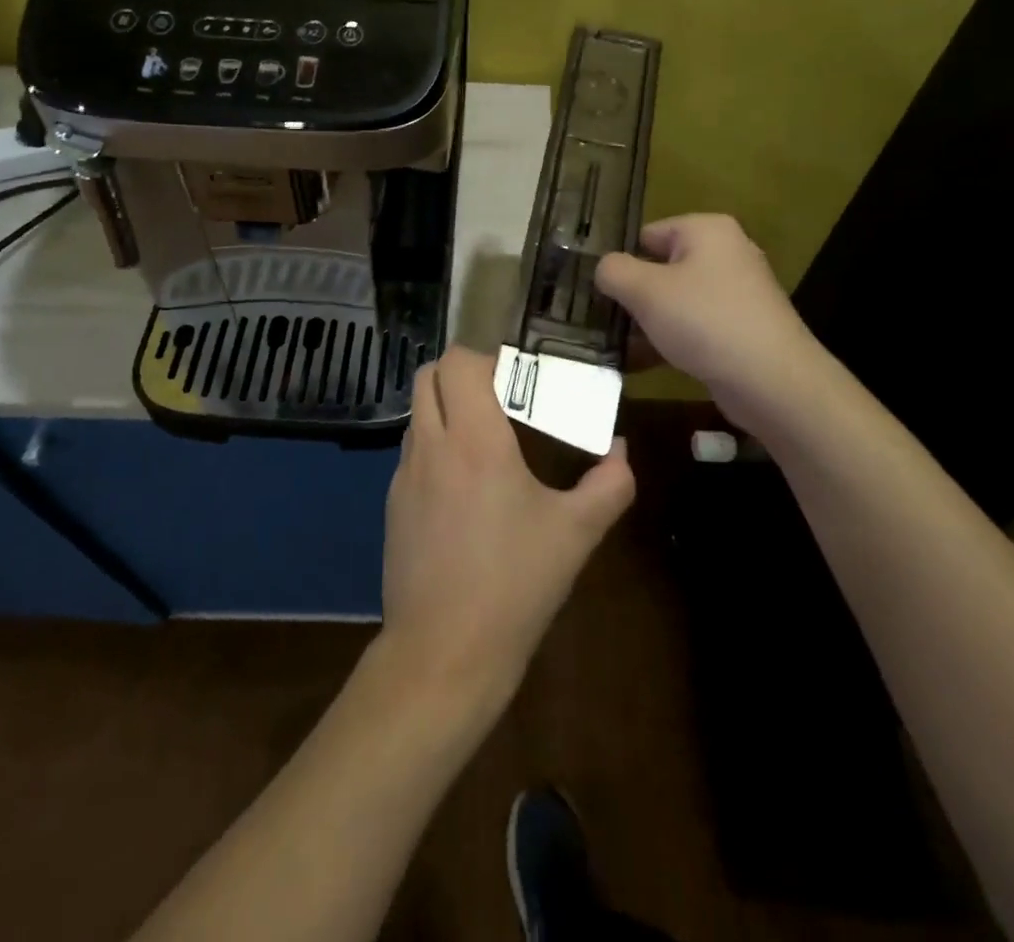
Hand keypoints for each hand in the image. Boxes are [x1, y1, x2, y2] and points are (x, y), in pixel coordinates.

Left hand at [380, 347, 634, 710]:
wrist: (443, 654)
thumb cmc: (515, 584)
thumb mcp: (577, 533)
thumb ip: (610, 483)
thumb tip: (621, 450)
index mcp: (474, 440)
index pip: (458, 362)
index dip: (484, 357)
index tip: (516, 376)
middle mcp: (431, 446)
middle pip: (429, 377)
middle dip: (461, 374)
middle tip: (501, 399)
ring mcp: (404, 476)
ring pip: (418, 414)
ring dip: (446, 410)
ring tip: (486, 440)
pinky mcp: (392, 506)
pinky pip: (412, 454)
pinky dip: (435, 447)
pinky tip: (464, 489)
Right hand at [594, 213, 817, 430]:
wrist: (772, 381)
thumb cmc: (704, 321)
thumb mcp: (645, 291)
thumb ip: (613, 271)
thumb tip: (604, 269)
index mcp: (706, 230)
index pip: (647, 234)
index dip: (620, 261)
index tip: (596, 291)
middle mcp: (726, 253)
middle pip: (661, 268)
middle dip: (632, 295)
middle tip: (601, 321)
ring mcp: (736, 293)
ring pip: (675, 301)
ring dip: (646, 323)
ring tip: (614, 347)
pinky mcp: (740, 328)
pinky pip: (693, 327)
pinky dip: (668, 341)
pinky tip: (640, 365)